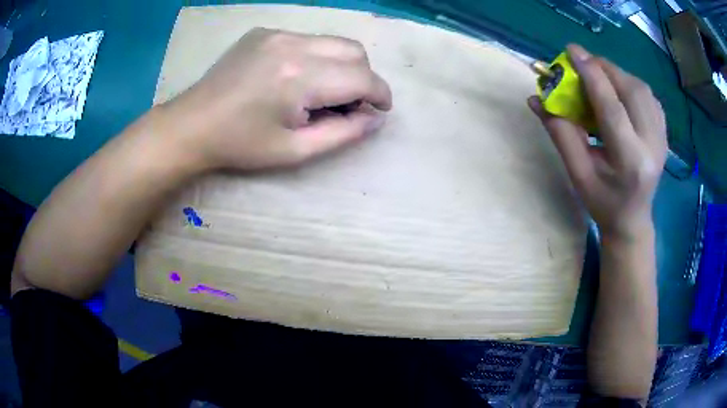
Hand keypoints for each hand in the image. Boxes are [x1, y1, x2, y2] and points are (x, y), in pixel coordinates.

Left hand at [160, 28, 392, 169]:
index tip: (380, 109)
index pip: (362, 77)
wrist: (192, 124)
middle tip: (349, 103)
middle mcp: (293, 45)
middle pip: (354, 51)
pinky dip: (316, 57)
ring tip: (321, 92)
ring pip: (333, 42)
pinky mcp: (265, 32)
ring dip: (340, 65)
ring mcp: (277, 34)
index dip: (380, 94)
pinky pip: (307, 39)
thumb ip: (343, 134)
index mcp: (300, 77)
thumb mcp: (295, 151)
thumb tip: (376, 118)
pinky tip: (295, 78)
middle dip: (363, 77)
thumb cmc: (241, 145)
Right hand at [528, 44, 666, 238]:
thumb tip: (537, 99)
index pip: (611, 108)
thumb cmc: (603, 202)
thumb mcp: (578, 174)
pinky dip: (630, 84)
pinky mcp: (664, 132)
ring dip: (617, 74)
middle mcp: (652, 145)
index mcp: (630, 161)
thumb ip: (560, 134)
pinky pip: (648, 96)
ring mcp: (662, 138)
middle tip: (583, 64)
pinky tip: (619, 92)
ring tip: (599, 77)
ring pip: (641, 88)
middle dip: (605, 68)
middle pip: (631, 90)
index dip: (591, 75)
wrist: (633, 219)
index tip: (572, 51)